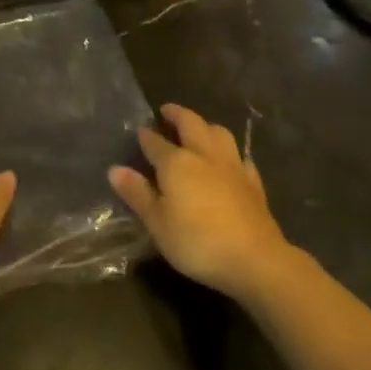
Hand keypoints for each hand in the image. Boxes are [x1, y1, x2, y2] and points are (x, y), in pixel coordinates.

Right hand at [110, 104, 292, 299]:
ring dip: (206, 126)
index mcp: (176, 163)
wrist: (255, 258)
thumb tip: (115, 169)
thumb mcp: (158, 223)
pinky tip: (230, 161)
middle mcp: (203, 155)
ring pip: (219, 133)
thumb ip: (137, 194)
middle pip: (190, 124)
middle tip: (167, 111)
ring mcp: (232, 166)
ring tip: (198, 129)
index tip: (139, 131)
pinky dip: (231, 154)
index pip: (155, 142)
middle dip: (177, 114)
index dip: (145, 136)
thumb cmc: (197, 242)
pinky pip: (241, 158)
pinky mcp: (253, 182)